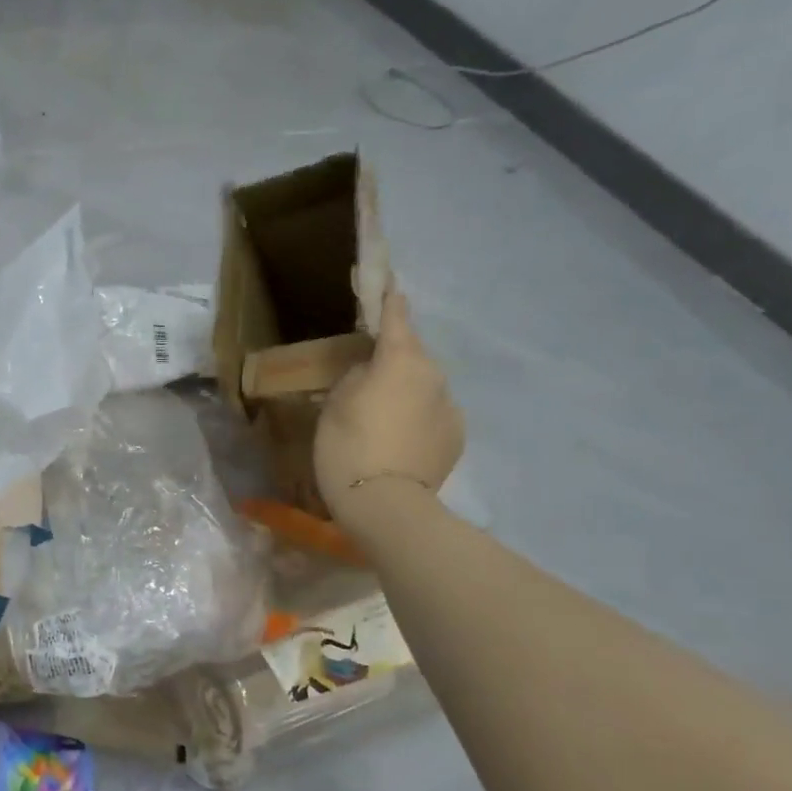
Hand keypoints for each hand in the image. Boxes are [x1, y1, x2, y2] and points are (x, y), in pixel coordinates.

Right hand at [314, 289, 464, 502]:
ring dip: (405, 393)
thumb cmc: (348, 448)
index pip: (397, 318)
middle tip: (367, 378)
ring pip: (423, 388)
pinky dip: (416, 420)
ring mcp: (450, 407)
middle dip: (394, 360)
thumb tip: (372, 372)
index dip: (390, 300)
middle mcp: (434, 376)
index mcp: (401, 360)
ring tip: (380, 419)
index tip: (390, 284)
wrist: (386, 506)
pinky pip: (432, 416)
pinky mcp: (456, 437)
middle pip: (412, 356)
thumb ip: (355, 377)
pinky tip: (397, 442)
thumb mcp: (335, 405)